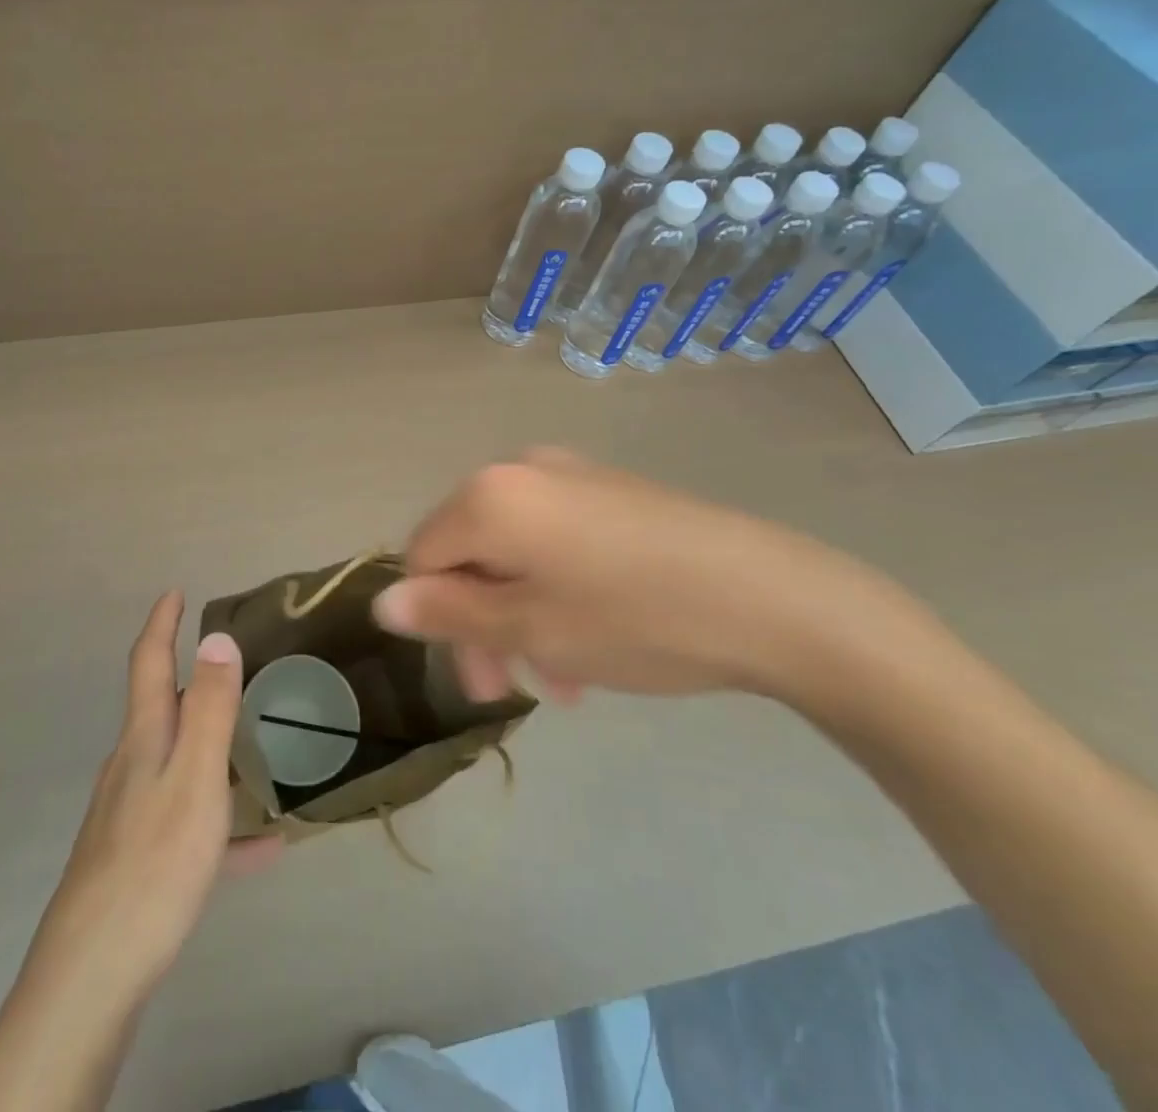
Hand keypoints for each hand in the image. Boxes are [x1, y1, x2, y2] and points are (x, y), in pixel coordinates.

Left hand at [25, 592, 281, 1003]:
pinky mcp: (137, 859)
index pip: (149, 663)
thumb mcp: (195, 779)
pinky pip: (189, 825)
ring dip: (210, 749)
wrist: (92, 975)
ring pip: (176, 764)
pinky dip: (221, 824)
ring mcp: (130, 813)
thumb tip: (218, 637)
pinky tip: (261, 849)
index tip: (175, 593)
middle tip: (229, 669)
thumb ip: (211, 709)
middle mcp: (131, 766)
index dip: (162, 624)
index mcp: (145, 739)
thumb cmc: (153, 863)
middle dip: (189, 681)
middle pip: (161, 709)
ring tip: (252, 751)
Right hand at [372, 448, 921, 703]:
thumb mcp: (529, 626)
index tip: (478, 677)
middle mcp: (522, 471)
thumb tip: (384, 602)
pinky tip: (595, 640)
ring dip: (524, 615)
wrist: (773, 598)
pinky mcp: (614, 492)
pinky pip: (558, 541)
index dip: (435, 618)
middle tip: (513, 686)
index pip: (422, 555)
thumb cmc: (633, 618)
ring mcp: (572, 477)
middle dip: (483, 623)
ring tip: (566, 676)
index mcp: (490, 496)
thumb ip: (448, 612)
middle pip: (470, 553)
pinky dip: (558, 590)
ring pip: (516, 553)